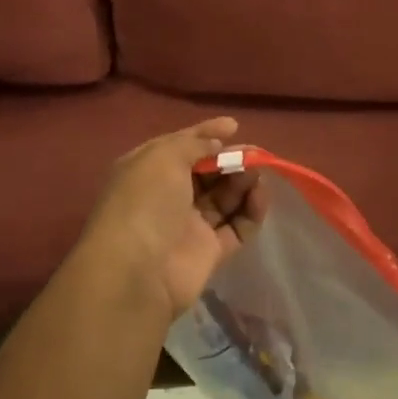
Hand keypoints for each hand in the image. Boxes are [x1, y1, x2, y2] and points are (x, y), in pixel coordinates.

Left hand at [75, 118, 265, 326]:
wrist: (137, 272)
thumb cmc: (145, 202)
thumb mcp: (163, 157)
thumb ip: (194, 144)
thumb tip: (218, 143)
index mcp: (147, 170)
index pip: (181, 146)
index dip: (206, 134)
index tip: (234, 126)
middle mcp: (166, 196)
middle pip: (206, 172)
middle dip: (230, 160)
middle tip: (254, 155)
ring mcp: (188, 225)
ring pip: (224, 197)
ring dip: (243, 182)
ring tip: (258, 174)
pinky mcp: (209, 252)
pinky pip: (236, 226)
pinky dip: (251, 211)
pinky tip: (261, 197)